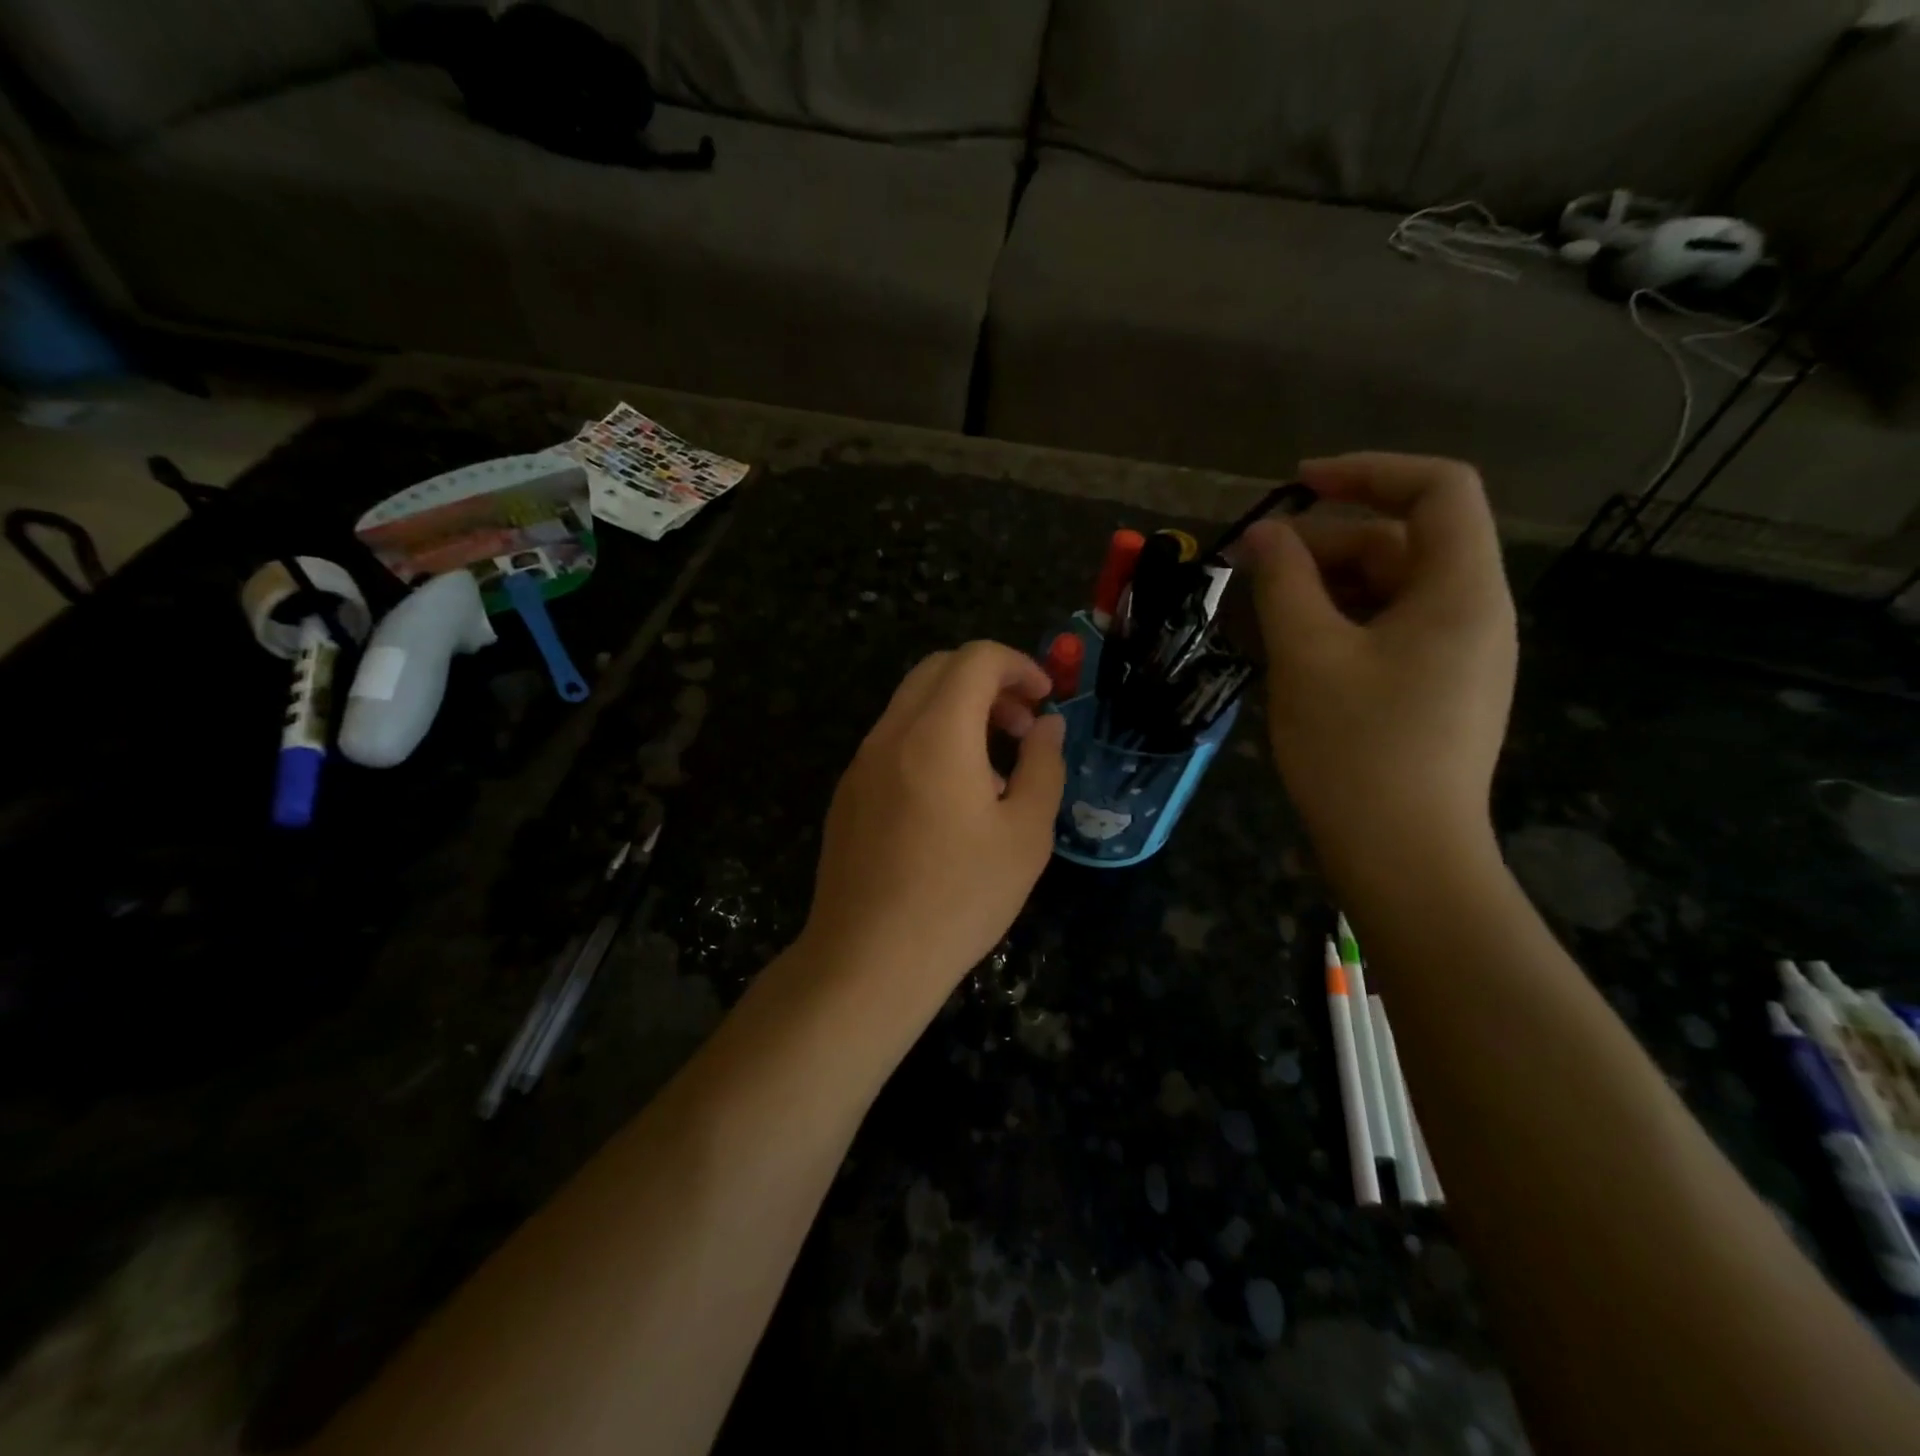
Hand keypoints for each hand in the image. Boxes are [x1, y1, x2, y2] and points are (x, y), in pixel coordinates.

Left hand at [799, 641, 1066, 1012]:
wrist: (868, 959)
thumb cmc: (960, 898)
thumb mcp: (1025, 835)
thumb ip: (1042, 766)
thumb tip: (1046, 726)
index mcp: (937, 733)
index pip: (975, 658)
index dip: (1018, 665)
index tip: (1045, 699)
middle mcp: (891, 733)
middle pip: (938, 669)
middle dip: (988, 681)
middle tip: (1022, 725)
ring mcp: (861, 762)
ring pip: (911, 703)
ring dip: (958, 711)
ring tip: (994, 766)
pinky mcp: (848, 792)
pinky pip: (893, 740)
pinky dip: (929, 739)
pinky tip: (951, 797)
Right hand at [1236, 453, 1515, 873]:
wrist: (1403, 858)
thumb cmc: (1356, 750)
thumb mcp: (1308, 656)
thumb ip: (1283, 582)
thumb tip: (1262, 534)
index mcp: (1461, 591)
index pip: (1438, 489)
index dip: (1367, 471)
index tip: (1296, 484)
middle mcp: (1474, 613)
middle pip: (1404, 542)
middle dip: (1327, 542)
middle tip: (1254, 568)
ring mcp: (1458, 656)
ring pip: (1390, 591)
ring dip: (1326, 585)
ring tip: (1263, 610)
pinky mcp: (1436, 691)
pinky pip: (1389, 631)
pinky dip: (1341, 623)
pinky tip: (1293, 648)